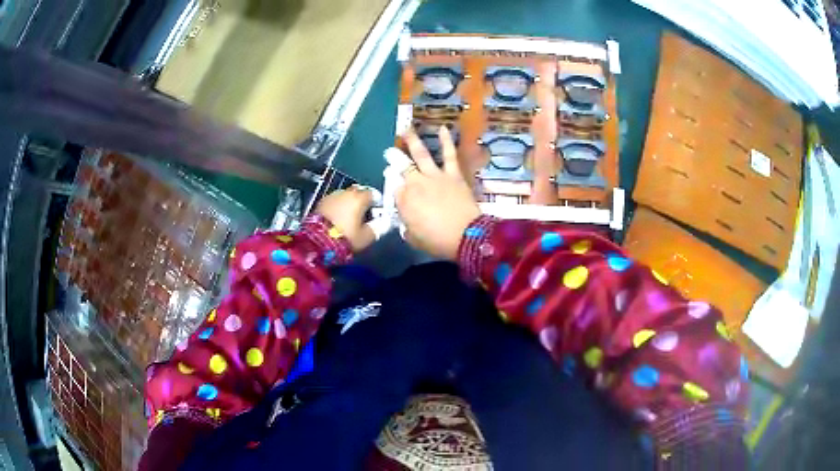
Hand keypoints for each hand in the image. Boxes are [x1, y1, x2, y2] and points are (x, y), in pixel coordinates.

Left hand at [315, 186, 375, 251]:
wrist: (317, 241)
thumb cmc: (345, 238)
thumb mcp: (366, 237)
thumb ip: (378, 227)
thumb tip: (384, 222)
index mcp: (360, 198)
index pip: (374, 194)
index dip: (377, 204)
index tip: (377, 214)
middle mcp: (346, 192)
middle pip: (359, 192)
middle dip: (363, 202)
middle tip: (363, 217)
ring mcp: (332, 195)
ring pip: (346, 196)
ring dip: (349, 204)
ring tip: (349, 219)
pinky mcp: (321, 202)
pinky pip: (335, 201)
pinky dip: (338, 207)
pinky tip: (337, 219)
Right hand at [396, 127, 481, 259]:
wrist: (466, 236)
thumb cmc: (437, 241)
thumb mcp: (413, 238)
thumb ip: (407, 226)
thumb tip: (406, 221)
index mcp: (404, 200)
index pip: (394, 189)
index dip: (394, 187)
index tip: (395, 187)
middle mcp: (416, 183)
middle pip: (402, 167)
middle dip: (393, 158)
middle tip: (388, 152)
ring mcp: (435, 176)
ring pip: (421, 154)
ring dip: (412, 140)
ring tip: (406, 128)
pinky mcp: (453, 174)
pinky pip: (449, 155)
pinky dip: (446, 141)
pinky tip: (443, 128)